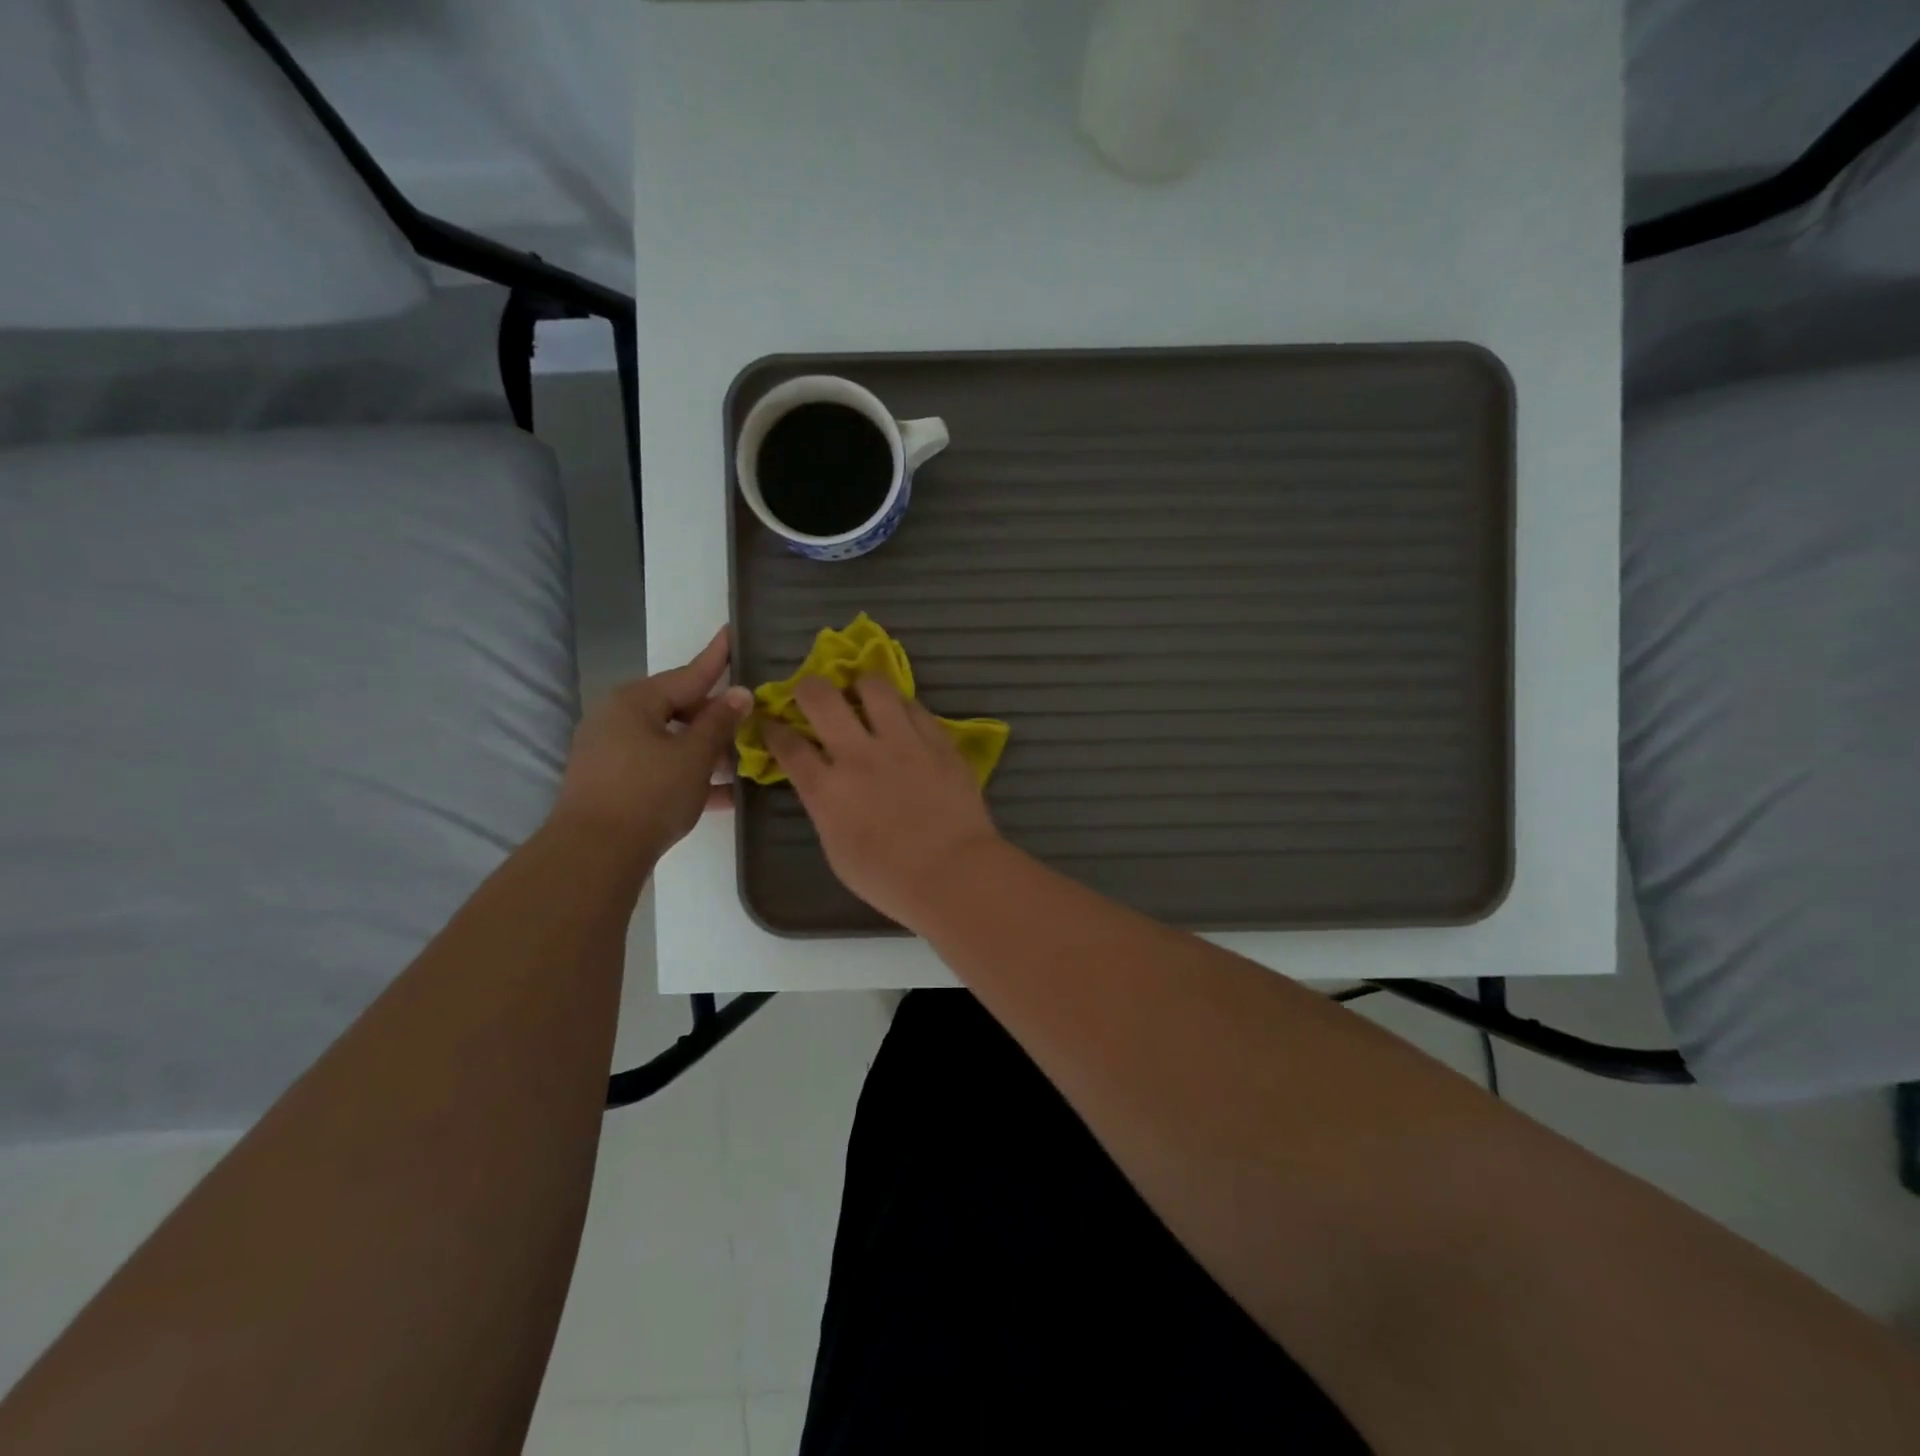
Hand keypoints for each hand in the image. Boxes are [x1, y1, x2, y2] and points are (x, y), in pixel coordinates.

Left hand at [552, 627, 751, 859]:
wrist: (594, 854)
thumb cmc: (649, 793)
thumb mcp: (694, 756)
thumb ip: (720, 722)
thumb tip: (740, 693)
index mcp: (636, 702)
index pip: (688, 674)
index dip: (716, 657)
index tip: (731, 632)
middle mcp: (618, 719)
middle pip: (677, 708)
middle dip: (715, 716)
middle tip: (750, 721)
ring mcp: (611, 752)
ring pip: (669, 741)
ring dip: (705, 750)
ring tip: (741, 761)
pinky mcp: (611, 782)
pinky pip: (658, 768)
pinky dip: (687, 774)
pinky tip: (723, 795)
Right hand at [763, 673, 1001, 927]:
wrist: (953, 873)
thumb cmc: (889, 879)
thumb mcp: (837, 851)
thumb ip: (826, 811)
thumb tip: (826, 788)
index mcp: (827, 790)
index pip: (788, 746)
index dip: (773, 729)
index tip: (770, 721)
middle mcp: (858, 755)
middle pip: (821, 698)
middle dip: (808, 688)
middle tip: (812, 694)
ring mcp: (901, 742)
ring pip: (874, 687)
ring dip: (861, 686)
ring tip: (862, 695)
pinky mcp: (937, 740)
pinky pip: (914, 706)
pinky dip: (901, 706)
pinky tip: (901, 715)